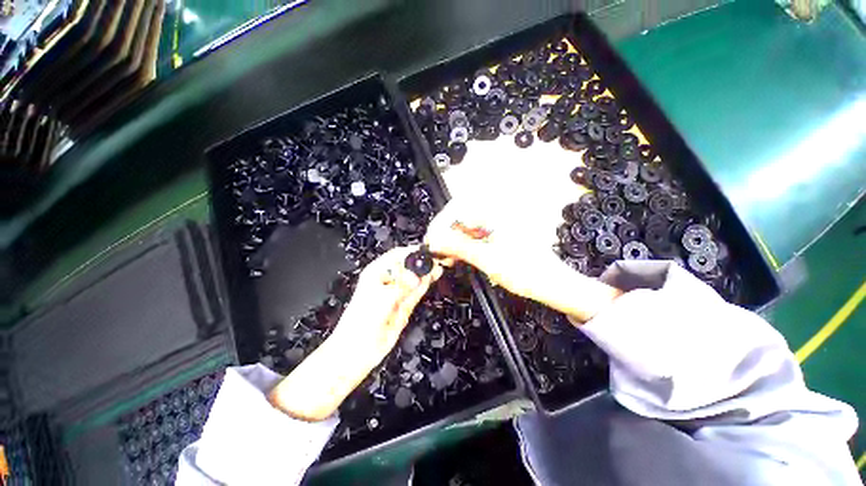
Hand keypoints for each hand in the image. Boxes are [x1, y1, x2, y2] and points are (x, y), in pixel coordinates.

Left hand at [268, 246, 441, 420]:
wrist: (358, 349)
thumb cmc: (363, 320)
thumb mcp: (382, 299)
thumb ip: (402, 287)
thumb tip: (417, 275)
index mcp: (377, 272)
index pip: (397, 255)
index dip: (412, 252)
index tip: (427, 250)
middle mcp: (388, 280)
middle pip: (408, 266)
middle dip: (421, 262)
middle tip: (437, 259)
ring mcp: (397, 293)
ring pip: (414, 278)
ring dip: (426, 272)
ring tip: (439, 265)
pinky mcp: (404, 305)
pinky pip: (416, 291)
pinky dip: (425, 284)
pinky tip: (433, 276)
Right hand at [425, 197, 620, 322]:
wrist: (551, 284)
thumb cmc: (529, 272)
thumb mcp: (487, 260)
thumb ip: (458, 248)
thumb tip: (436, 241)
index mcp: (496, 215)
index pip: (458, 210)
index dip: (441, 224)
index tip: (431, 239)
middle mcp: (496, 216)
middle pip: (460, 218)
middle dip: (445, 234)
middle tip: (436, 250)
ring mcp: (496, 226)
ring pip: (465, 228)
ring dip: (453, 241)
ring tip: (445, 257)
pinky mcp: (496, 236)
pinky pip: (473, 237)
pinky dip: (462, 246)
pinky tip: (457, 256)